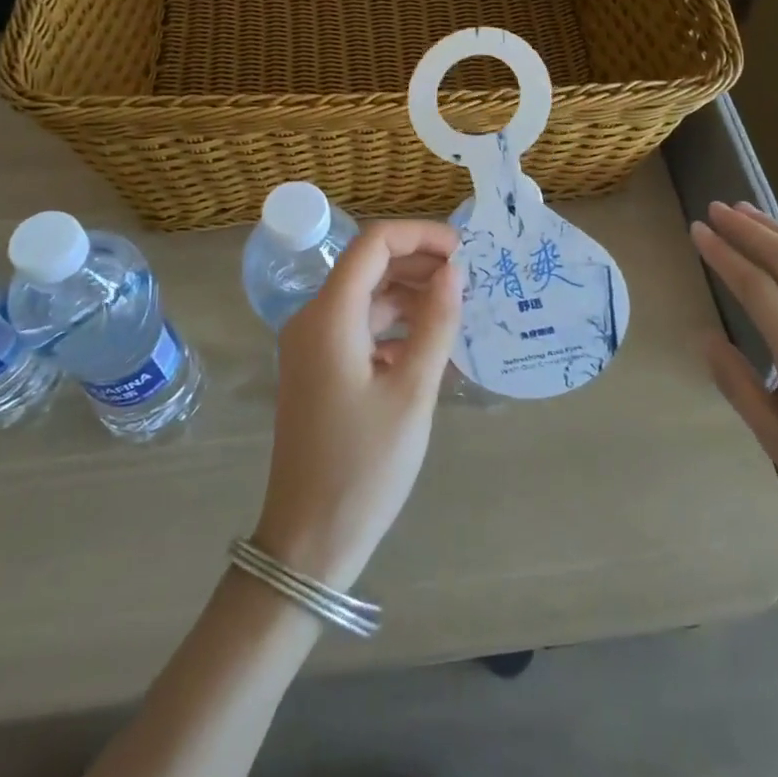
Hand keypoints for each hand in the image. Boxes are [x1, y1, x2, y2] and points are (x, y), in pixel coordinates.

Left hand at [254, 219, 462, 592]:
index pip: (373, 243)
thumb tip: (454, 272)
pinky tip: (428, 347)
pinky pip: (359, 329)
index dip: (420, 236)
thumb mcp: (412, 392)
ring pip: (365, 298)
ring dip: (409, 296)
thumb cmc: (364, 465)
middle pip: (368, 266)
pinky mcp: (318, 369)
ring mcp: (312, 345)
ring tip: (457, 311)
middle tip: (470, 280)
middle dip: (419, 263)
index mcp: (330, 316)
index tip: (465, 252)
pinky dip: (394, 326)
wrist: (308, 540)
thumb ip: (435, 323)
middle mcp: (314, 319)